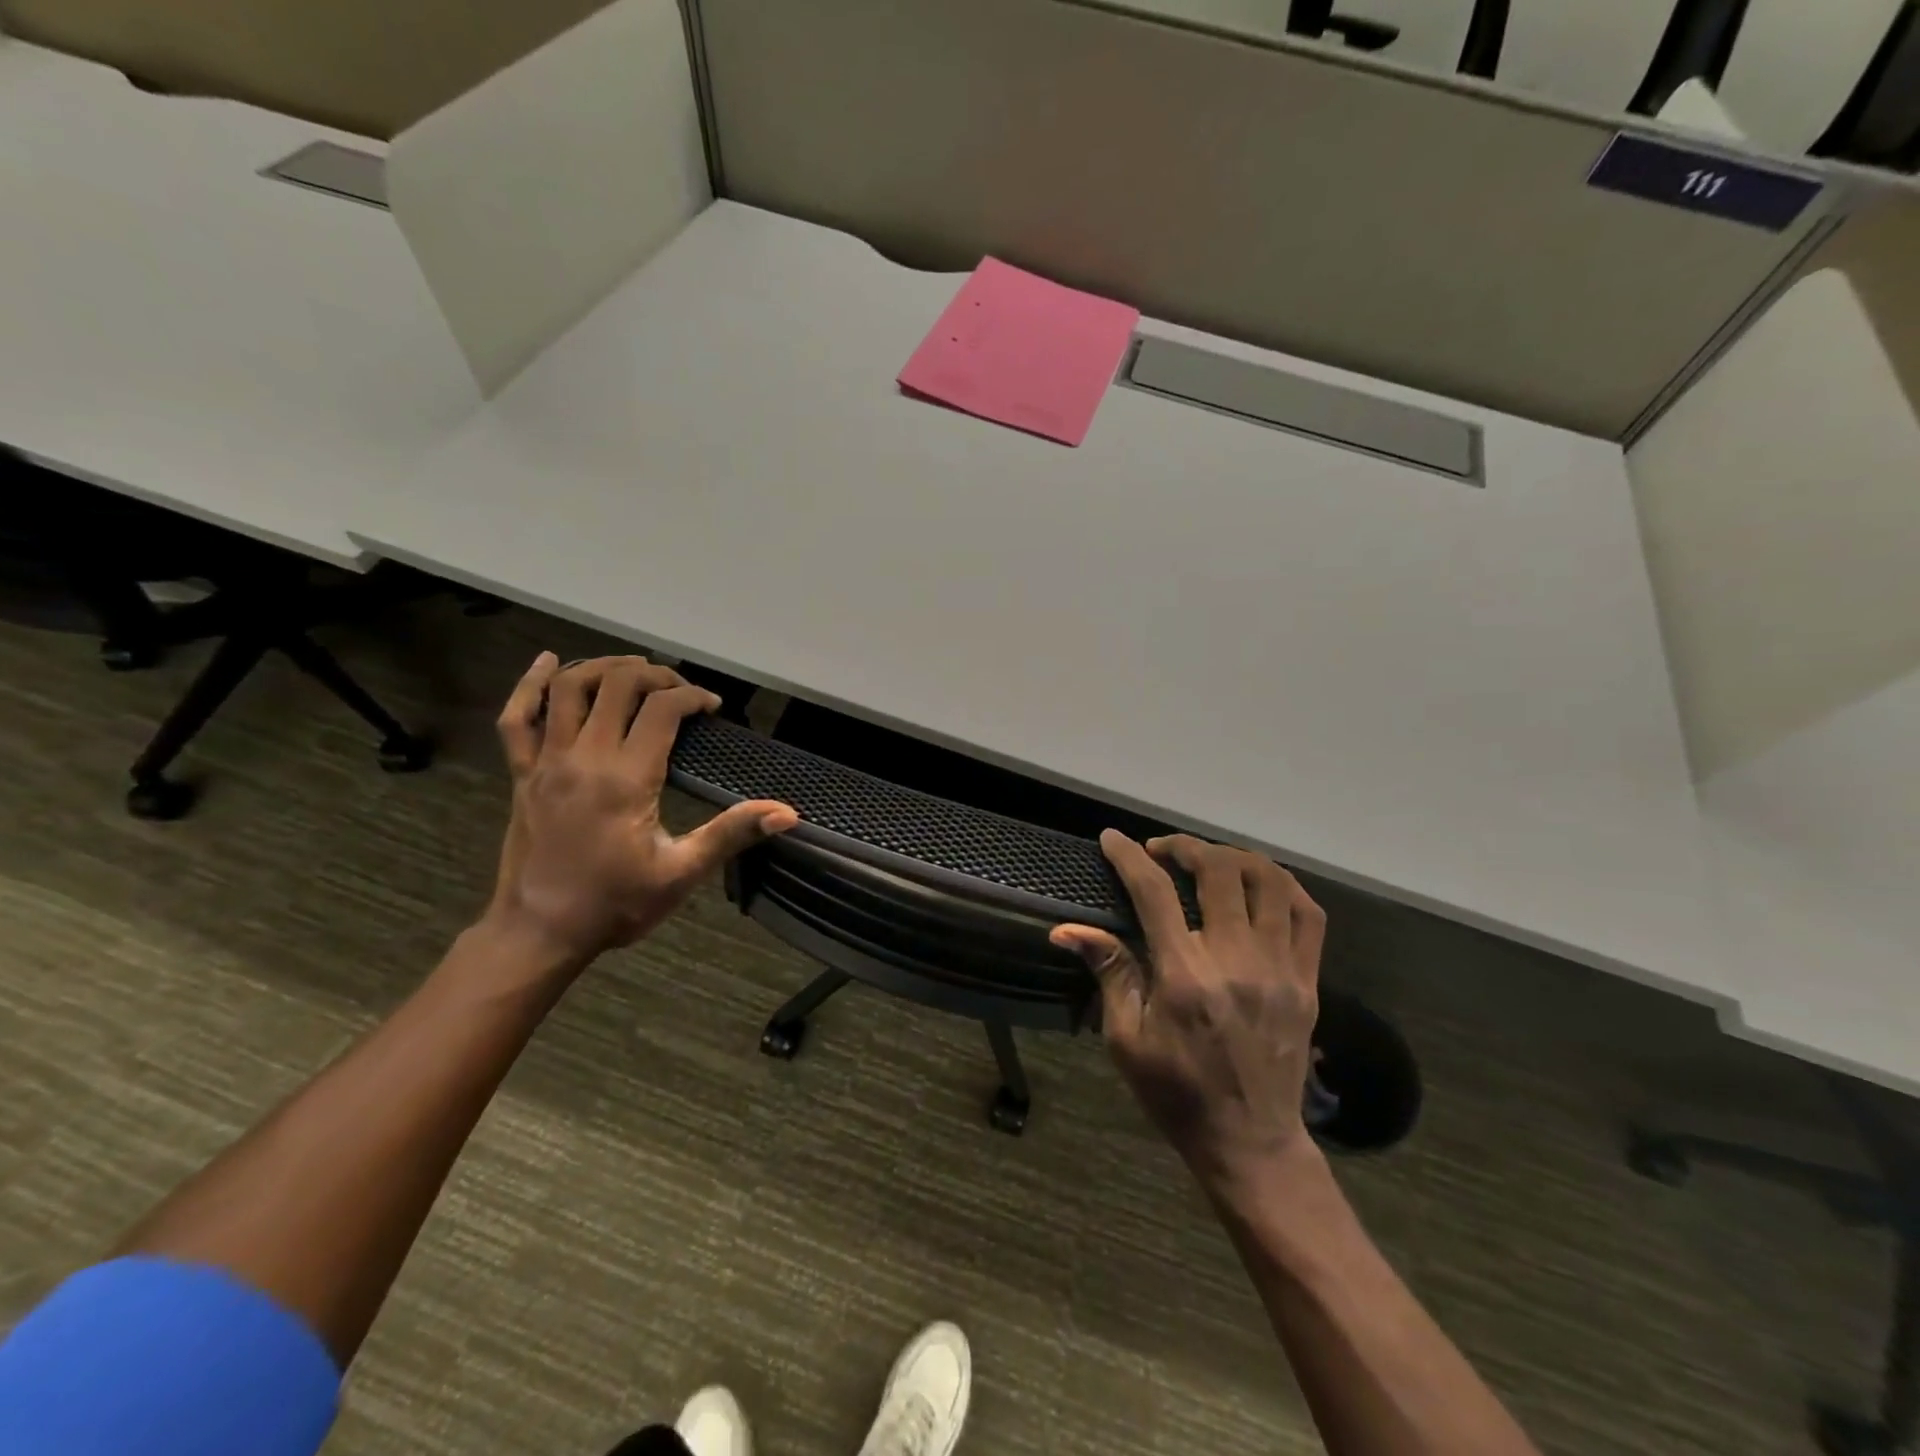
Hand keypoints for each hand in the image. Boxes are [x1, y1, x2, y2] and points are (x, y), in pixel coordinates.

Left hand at [487, 653, 798, 965]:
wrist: (539, 932)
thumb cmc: (616, 904)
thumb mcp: (682, 872)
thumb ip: (732, 834)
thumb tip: (787, 814)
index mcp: (626, 778)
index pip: (662, 709)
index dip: (693, 697)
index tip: (712, 708)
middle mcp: (584, 757)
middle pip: (617, 685)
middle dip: (655, 675)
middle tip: (679, 690)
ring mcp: (546, 762)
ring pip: (568, 688)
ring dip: (603, 667)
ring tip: (633, 670)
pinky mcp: (521, 773)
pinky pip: (516, 717)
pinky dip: (528, 684)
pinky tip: (546, 662)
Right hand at [1051, 831, 1325, 1197]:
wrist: (1251, 1142)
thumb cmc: (1177, 1093)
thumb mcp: (1126, 1040)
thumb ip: (1109, 972)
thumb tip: (1067, 929)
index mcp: (1185, 976)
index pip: (1154, 892)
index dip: (1129, 856)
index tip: (1112, 839)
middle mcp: (1236, 961)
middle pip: (1218, 871)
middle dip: (1184, 847)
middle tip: (1161, 851)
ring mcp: (1280, 968)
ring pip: (1269, 881)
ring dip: (1233, 857)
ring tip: (1208, 860)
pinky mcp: (1309, 981)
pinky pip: (1309, 914)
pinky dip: (1283, 885)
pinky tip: (1259, 883)